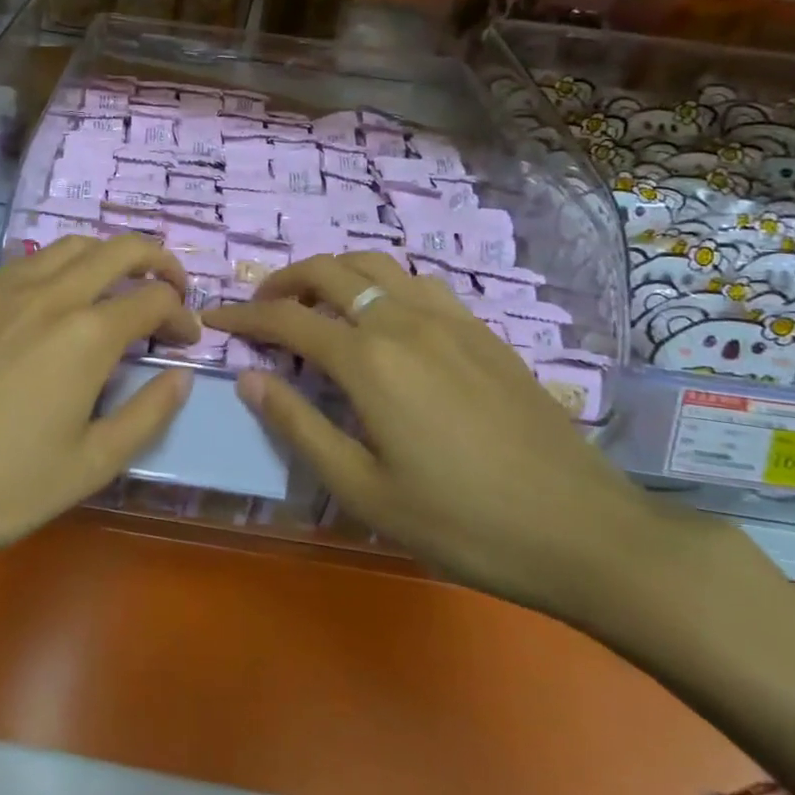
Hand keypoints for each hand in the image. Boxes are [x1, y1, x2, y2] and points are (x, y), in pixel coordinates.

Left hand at [0, 234, 200, 574]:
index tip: (185, 341)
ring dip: (104, 259)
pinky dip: (53, 273)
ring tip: (111, 292)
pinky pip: (21, 266)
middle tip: (168, 289)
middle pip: (118, 249)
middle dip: (156, 260)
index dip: (181, 315)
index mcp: (86, 333)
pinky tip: (45, 310)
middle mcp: (47, 293)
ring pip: (67, 247)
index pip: (154, 298)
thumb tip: (181, 377)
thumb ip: (147, 414)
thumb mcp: (90, 466)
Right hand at [206, 253, 664, 619]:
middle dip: (282, 281)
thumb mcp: (363, 491)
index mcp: (368, 360)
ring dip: (332, 274)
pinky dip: (380, 283)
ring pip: (374, 266)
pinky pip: (416, 282)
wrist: (581, 529)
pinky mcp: (481, 329)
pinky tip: (382, 317)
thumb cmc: (462, 522)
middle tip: (259, 309)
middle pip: (328, 272)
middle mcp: (402, 321)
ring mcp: (447, 318)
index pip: (287, 318)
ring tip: (314, 304)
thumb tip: (248, 378)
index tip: (213, 319)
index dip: (243, 316)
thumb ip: (298, 426)